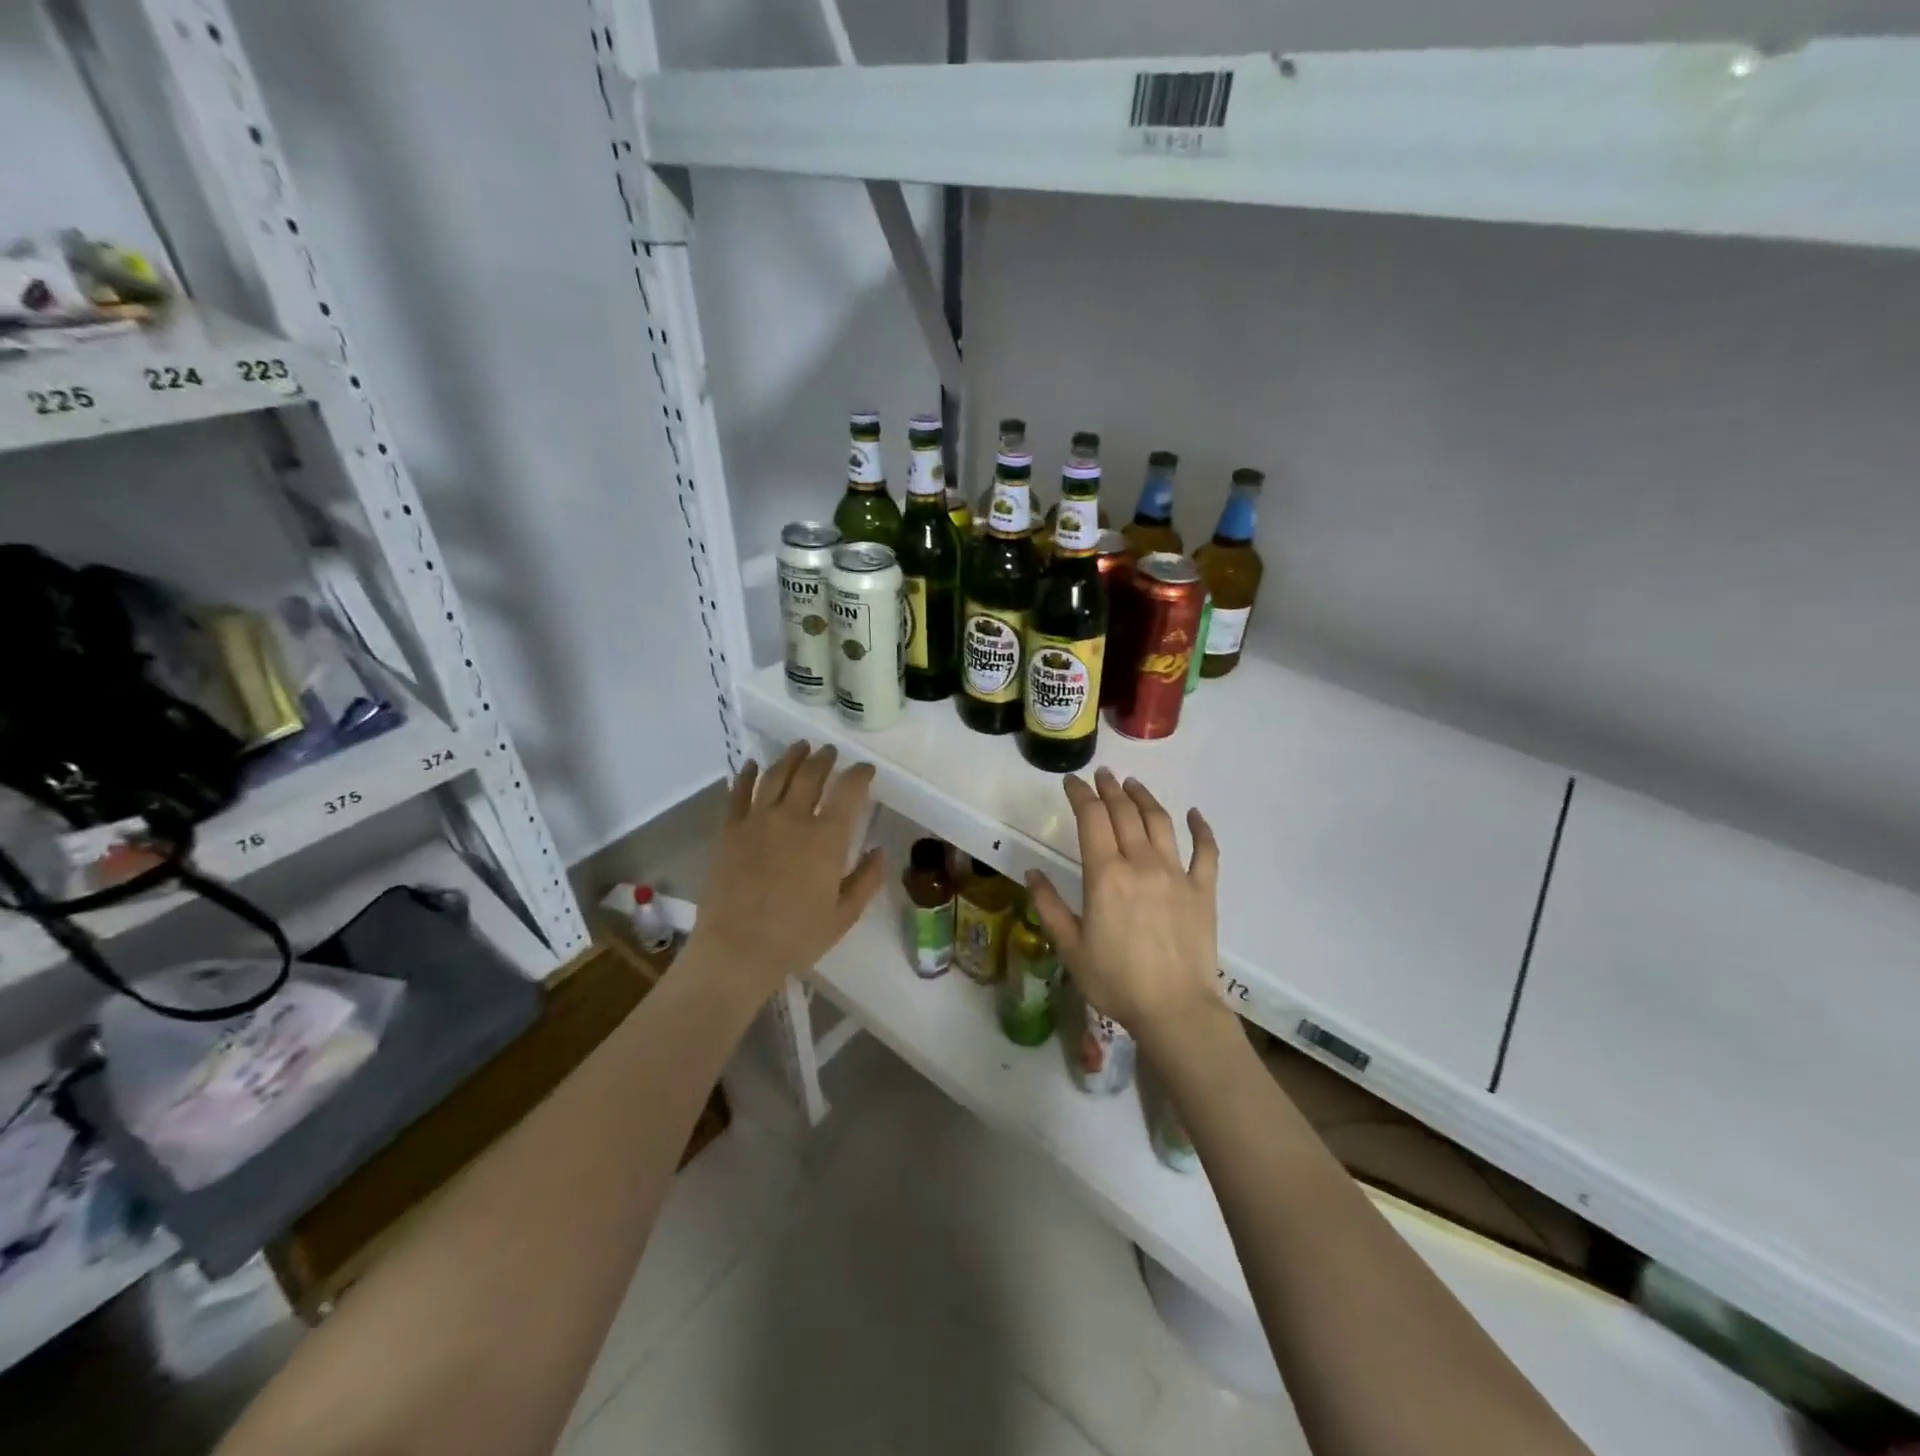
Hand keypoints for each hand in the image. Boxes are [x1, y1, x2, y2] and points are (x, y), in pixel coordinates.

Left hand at [688, 742, 884, 1000]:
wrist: (737, 951)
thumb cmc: (797, 937)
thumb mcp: (844, 915)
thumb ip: (866, 879)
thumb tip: (879, 852)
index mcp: (827, 838)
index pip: (849, 791)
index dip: (860, 774)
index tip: (866, 770)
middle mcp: (793, 818)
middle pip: (811, 774)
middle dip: (825, 759)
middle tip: (831, 753)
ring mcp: (758, 820)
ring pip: (776, 775)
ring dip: (791, 757)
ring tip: (800, 747)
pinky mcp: (729, 830)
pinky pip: (738, 792)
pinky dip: (748, 774)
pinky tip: (754, 764)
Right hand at [1027, 768, 1221, 1039]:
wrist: (1174, 1009)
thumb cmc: (1115, 981)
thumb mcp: (1070, 947)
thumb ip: (1048, 905)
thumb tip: (1032, 871)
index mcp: (1106, 875)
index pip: (1092, 818)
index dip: (1080, 794)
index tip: (1071, 781)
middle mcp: (1141, 863)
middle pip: (1125, 812)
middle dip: (1110, 789)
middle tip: (1102, 775)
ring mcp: (1176, 874)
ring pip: (1160, 822)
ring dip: (1145, 798)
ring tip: (1133, 784)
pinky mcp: (1203, 890)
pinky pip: (1206, 851)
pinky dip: (1201, 828)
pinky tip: (1194, 814)